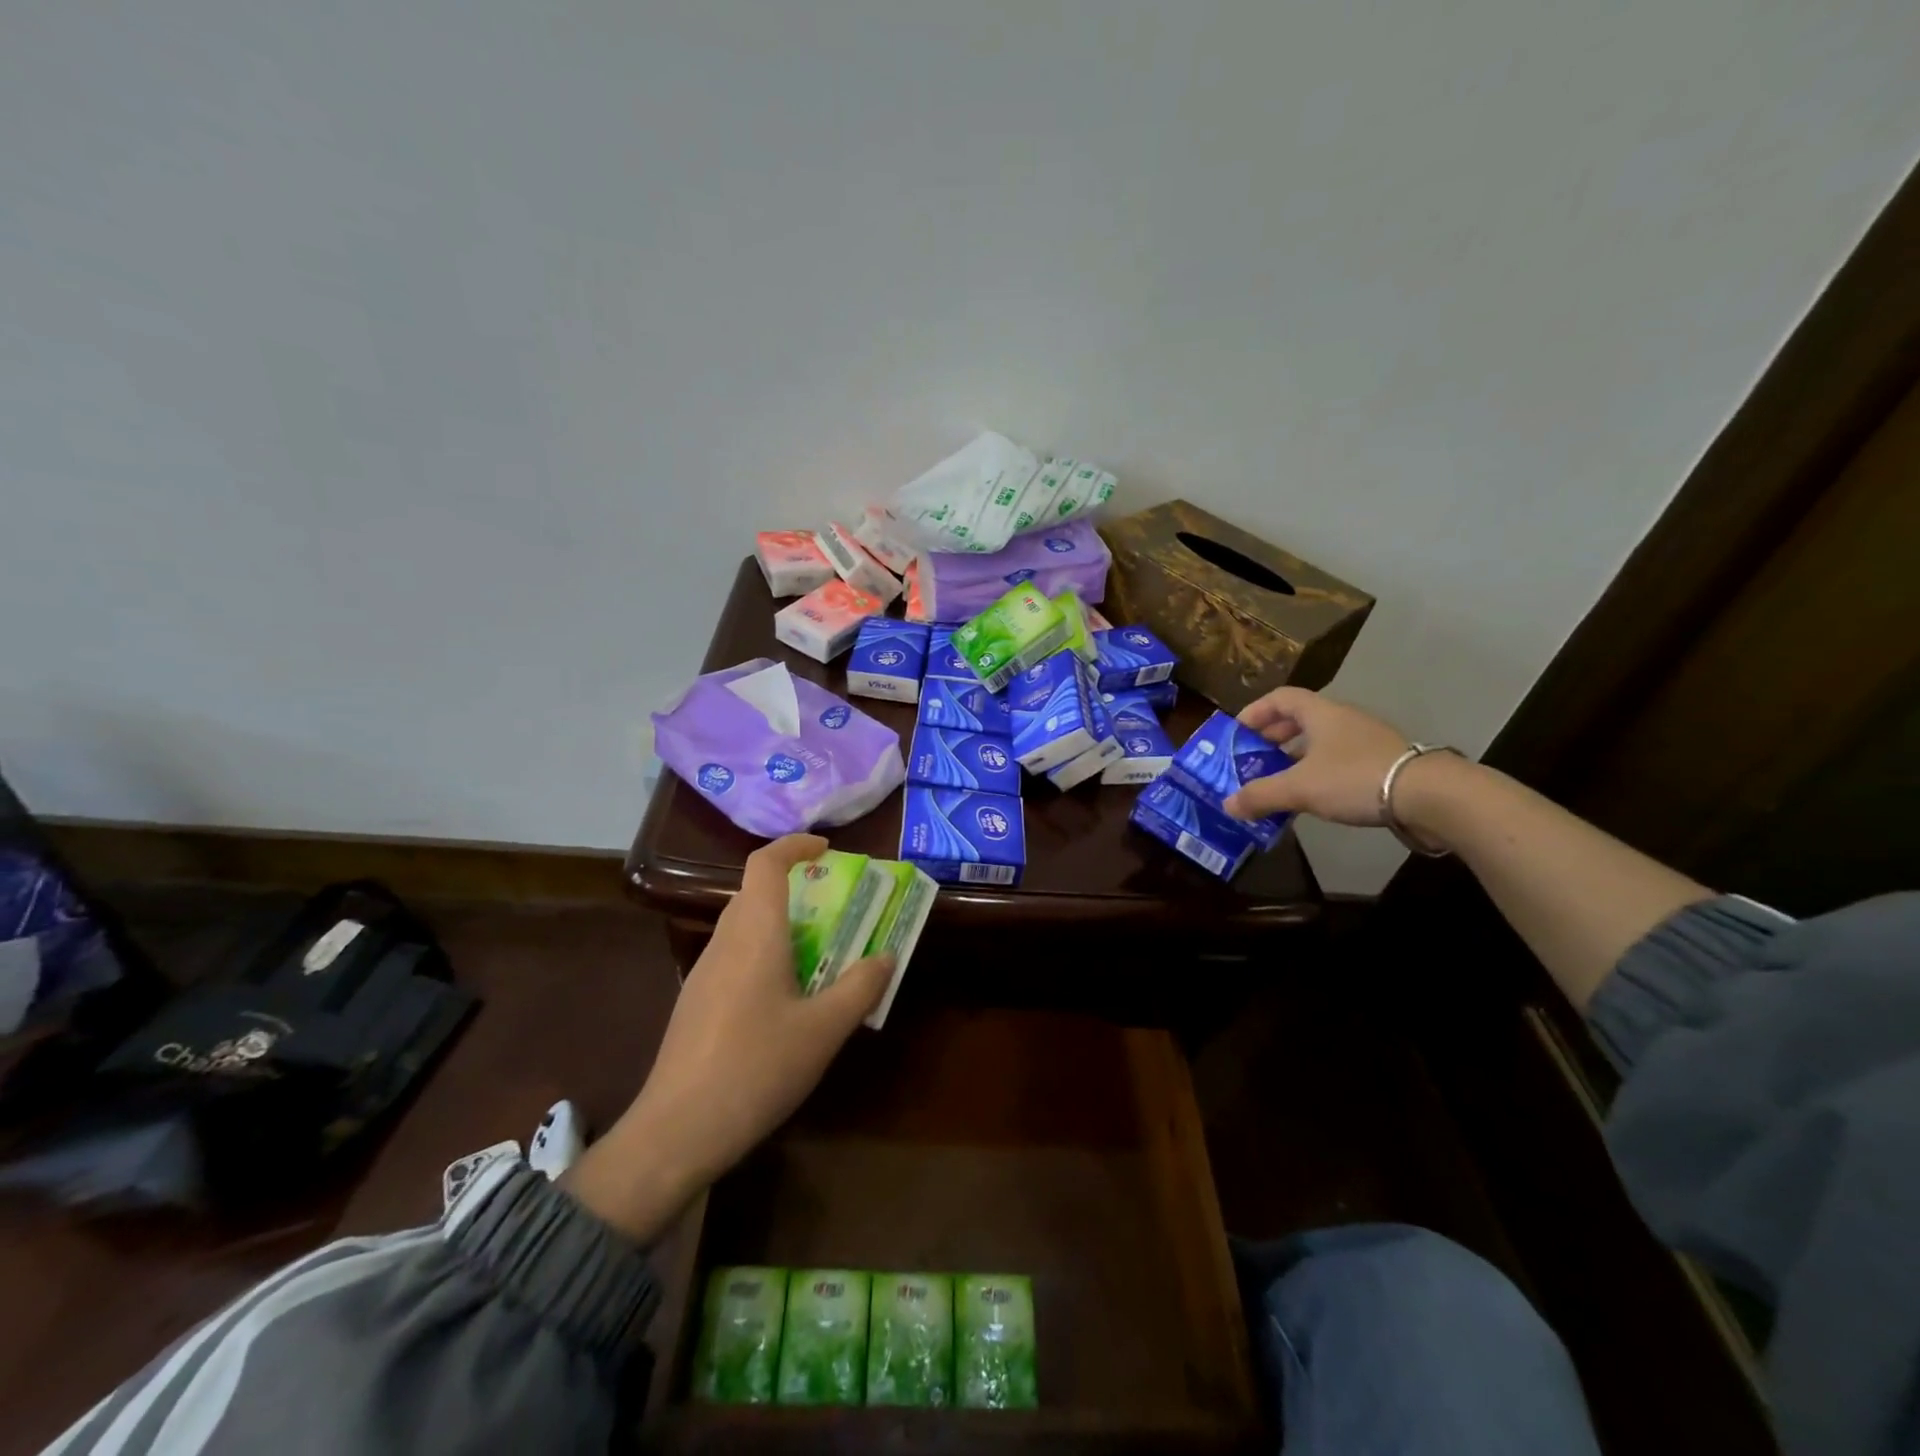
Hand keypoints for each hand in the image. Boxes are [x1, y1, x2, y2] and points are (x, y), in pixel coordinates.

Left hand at [565, 835, 893, 1242]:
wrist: (677, 1131)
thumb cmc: (756, 1067)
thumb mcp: (823, 1031)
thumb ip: (860, 987)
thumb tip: (885, 956)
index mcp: (755, 934)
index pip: (765, 864)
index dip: (794, 845)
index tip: (827, 849)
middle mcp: (725, 942)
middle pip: (755, 892)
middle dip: (795, 887)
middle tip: (835, 907)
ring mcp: (704, 973)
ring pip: (744, 926)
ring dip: (780, 924)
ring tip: (819, 953)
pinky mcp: (695, 1002)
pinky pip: (735, 956)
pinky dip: (764, 954)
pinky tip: (785, 999)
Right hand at [1222, 687, 1415, 825]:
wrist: (1430, 795)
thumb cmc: (1354, 778)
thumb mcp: (1299, 788)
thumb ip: (1260, 795)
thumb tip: (1227, 806)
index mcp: (1320, 713)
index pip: (1280, 698)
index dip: (1255, 711)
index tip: (1237, 733)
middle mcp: (1342, 719)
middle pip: (1299, 719)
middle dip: (1272, 737)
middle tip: (1253, 759)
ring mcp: (1365, 740)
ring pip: (1320, 741)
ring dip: (1295, 756)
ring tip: (1278, 780)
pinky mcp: (1382, 762)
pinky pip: (1338, 760)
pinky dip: (1318, 771)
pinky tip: (1312, 795)